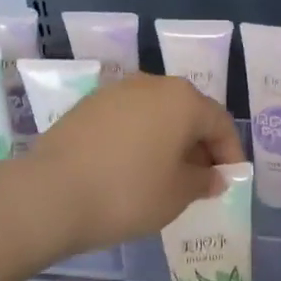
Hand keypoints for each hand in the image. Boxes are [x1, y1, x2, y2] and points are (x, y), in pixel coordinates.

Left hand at [22, 73, 244, 255]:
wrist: (49, 195)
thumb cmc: (128, 193)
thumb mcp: (178, 194)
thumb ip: (204, 181)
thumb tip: (214, 176)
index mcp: (183, 100)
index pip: (220, 123)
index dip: (231, 153)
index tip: (230, 180)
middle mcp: (152, 84)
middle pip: (188, 113)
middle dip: (199, 146)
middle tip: (201, 180)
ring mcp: (115, 92)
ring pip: (156, 115)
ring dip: (169, 141)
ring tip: (167, 176)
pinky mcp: (87, 106)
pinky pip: (128, 121)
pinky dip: (140, 140)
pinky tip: (133, 169)